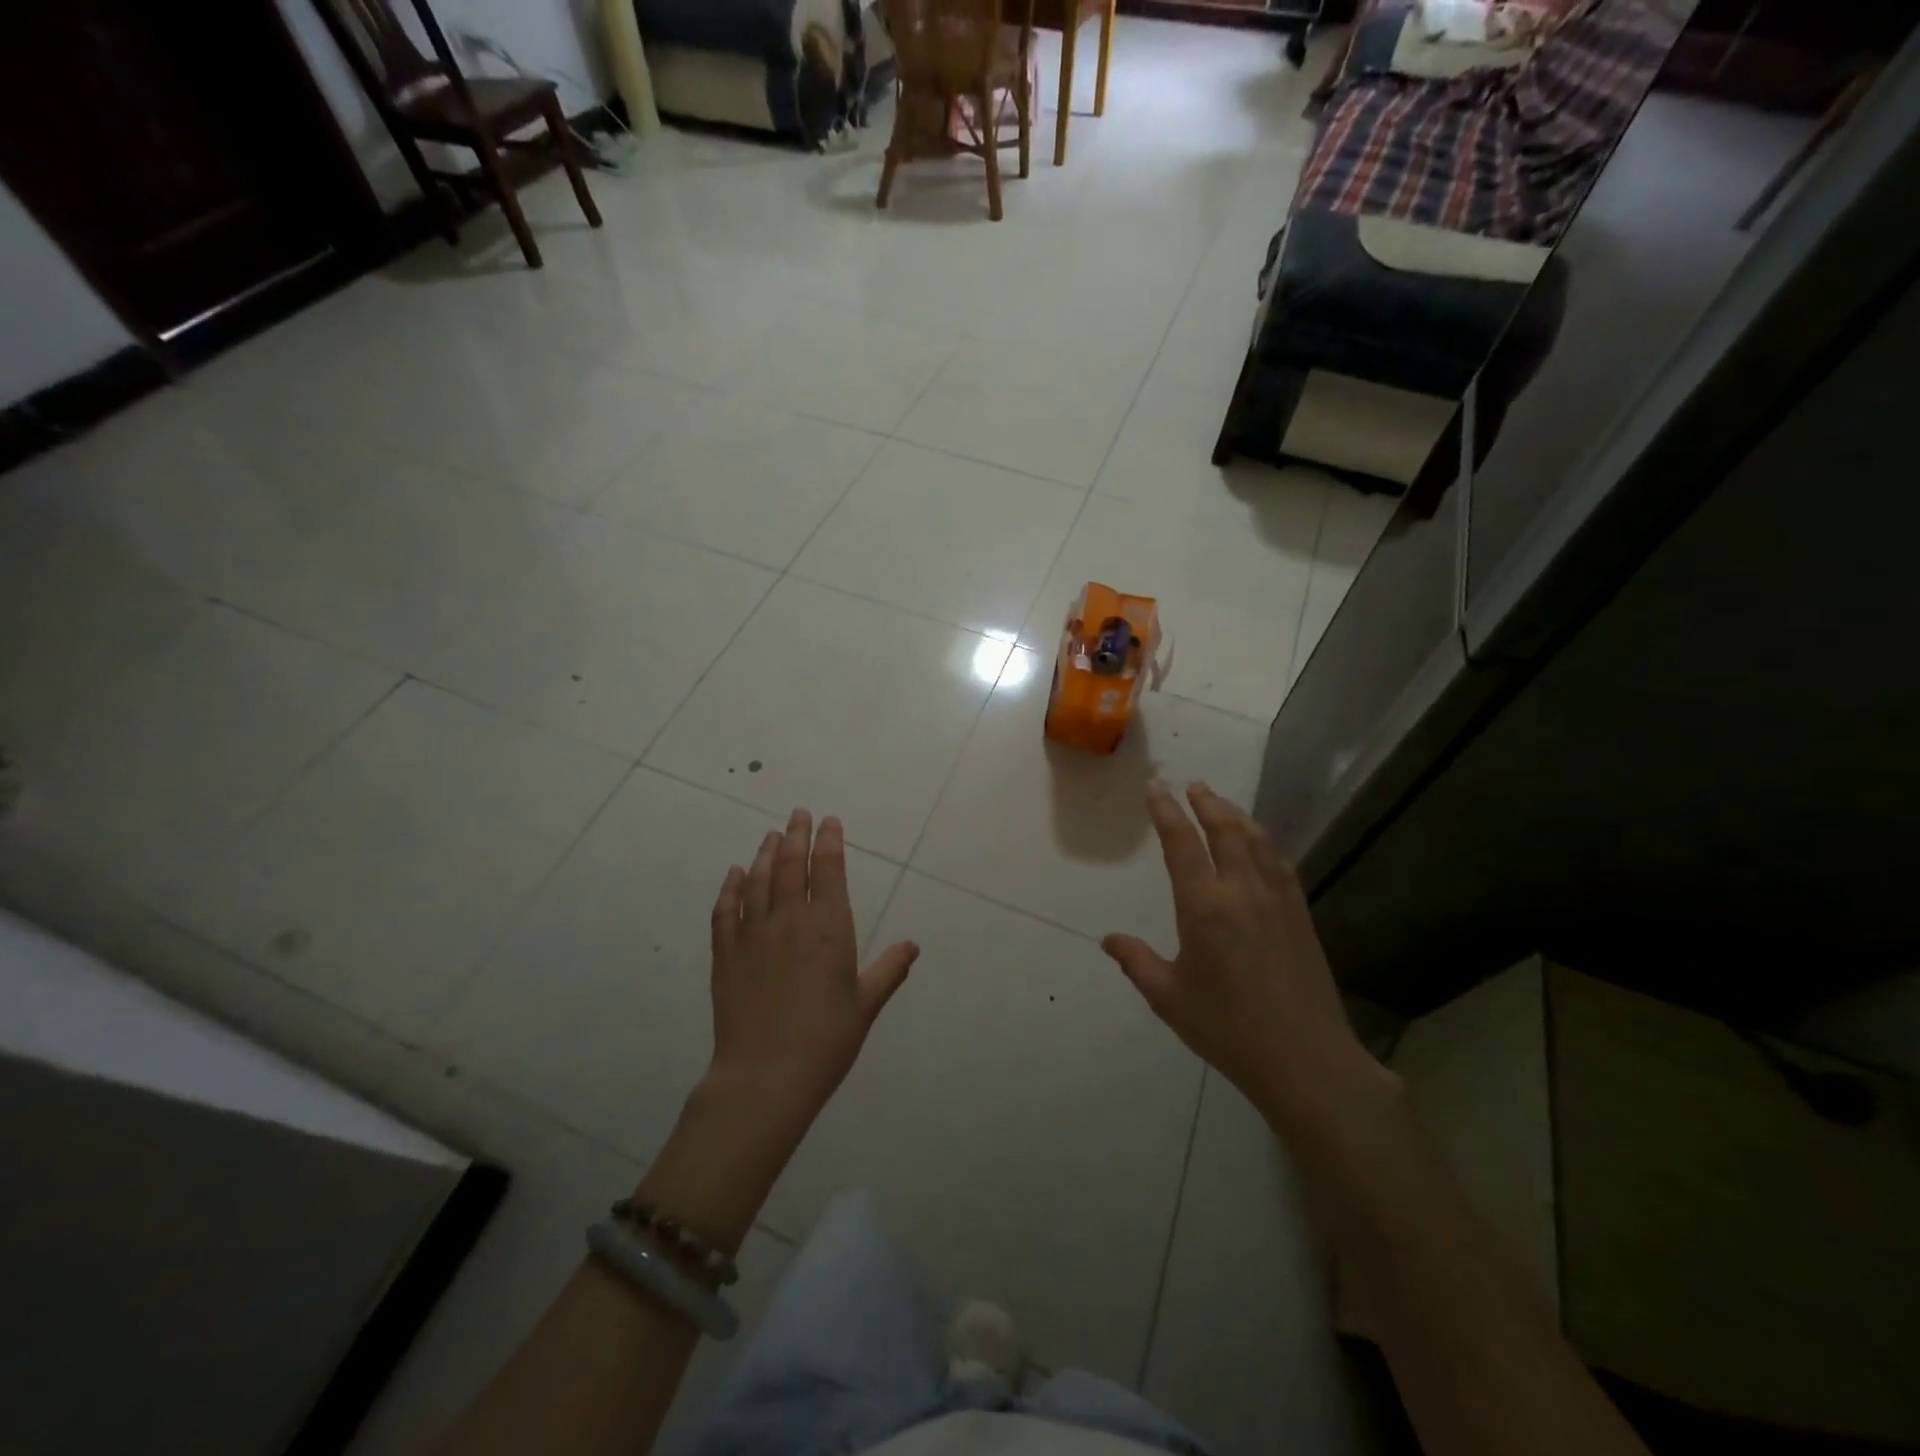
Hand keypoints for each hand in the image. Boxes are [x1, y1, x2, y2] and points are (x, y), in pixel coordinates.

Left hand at [703, 808, 918, 1156]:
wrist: (765, 1076)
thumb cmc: (826, 1040)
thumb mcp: (866, 1005)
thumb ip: (888, 970)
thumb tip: (912, 946)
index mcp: (829, 928)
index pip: (828, 870)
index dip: (829, 841)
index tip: (830, 821)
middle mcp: (789, 920)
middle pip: (790, 865)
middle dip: (796, 835)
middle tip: (798, 813)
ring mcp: (752, 935)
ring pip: (757, 881)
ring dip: (764, 853)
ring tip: (770, 834)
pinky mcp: (725, 955)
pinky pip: (725, 911)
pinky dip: (729, 888)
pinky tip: (733, 874)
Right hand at [1102, 784, 1392, 1142]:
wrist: (1305, 1059)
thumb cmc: (1227, 1029)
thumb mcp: (1169, 998)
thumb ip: (1137, 962)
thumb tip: (1109, 940)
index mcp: (1204, 907)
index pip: (1181, 844)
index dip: (1166, 812)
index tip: (1155, 790)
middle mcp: (1242, 891)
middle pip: (1225, 829)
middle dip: (1206, 802)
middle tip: (1192, 785)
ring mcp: (1277, 900)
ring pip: (1257, 840)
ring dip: (1236, 815)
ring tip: (1222, 804)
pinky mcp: (1300, 914)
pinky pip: (1280, 862)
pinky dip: (1264, 842)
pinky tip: (1259, 844)